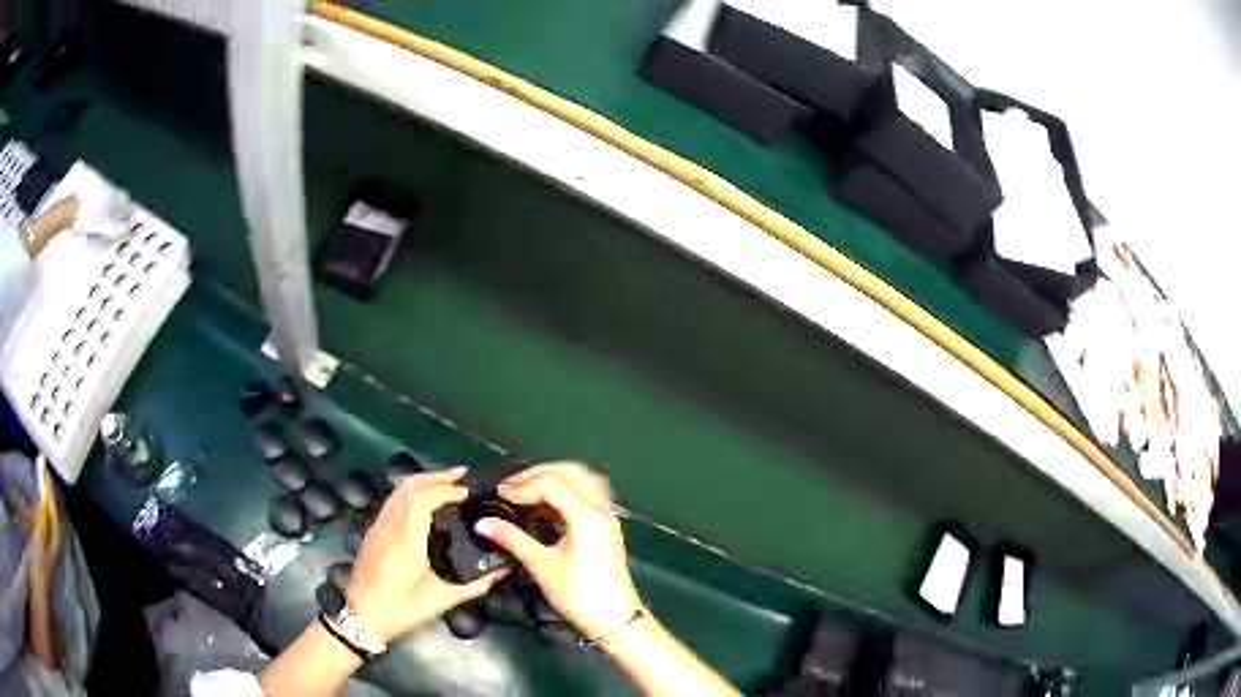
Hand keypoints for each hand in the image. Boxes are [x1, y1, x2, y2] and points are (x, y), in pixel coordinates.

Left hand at [346, 468, 503, 642]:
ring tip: (448, 483)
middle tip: (463, 476)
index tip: (471, 492)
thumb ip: (474, 585)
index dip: (448, 489)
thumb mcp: (441, 600)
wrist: (361, 616)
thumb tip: (502, 569)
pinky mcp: (374, 531)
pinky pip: (393, 500)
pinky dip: (412, 492)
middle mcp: (389, 524)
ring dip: (423, 481)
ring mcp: (378, 525)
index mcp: (406, 538)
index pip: (425, 498)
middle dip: (436, 476)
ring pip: (398, 490)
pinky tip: (425, 501)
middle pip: (409, 485)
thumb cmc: (402, 608)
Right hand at [473, 462, 642, 640]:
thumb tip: (482, 522)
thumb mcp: (541, 566)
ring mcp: (607, 516)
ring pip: (583, 480)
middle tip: (512, 487)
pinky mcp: (607, 526)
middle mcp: (601, 508)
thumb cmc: (578, 595)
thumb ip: (513, 539)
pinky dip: (567, 492)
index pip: (552, 483)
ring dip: (555, 480)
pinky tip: (547, 507)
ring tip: (528, 492)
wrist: (615, 619)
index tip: (499, 495)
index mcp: (586, 515)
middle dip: (539, 475)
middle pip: (571, 473)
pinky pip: (588, 495)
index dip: (523, 485)